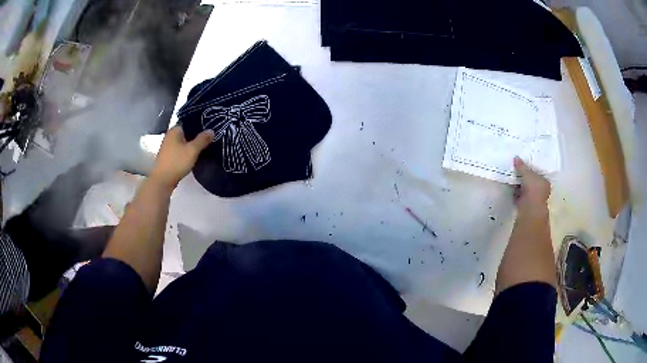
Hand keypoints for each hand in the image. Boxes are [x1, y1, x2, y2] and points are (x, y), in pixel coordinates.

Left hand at [151, 127, 213, 188]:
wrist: (163, 180)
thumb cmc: (177, 162)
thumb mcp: (192, 150)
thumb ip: (202, 139)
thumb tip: (211, 130)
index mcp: (175, 130)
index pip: (189, 122)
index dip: (200, 123)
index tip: (210, 126)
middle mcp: (170, 135)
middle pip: (186, 132)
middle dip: (197, 134)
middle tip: (210, 137)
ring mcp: (168, 146)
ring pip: (183, 141)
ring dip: (192, 143)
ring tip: (204, 145)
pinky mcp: (168, 156)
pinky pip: (180, 149)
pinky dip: (187, 150)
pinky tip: (194, 154)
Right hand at [513, 156, 550, 211]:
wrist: (529, 207)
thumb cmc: (533, 188)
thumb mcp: (527, 173)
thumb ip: (521, 166)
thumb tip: (516, 157)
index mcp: (545, 181)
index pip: (538, 173)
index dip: (531, 169)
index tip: (524, 164)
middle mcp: (541, 190)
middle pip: (531, 180)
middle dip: (524, 176)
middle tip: (516, 169)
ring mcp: (533, 198)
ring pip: (525, 188)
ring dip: (519, 184)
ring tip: (512, 176)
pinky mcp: (525, 204)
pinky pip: (520, 194)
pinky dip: (515, 191)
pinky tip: (511, 186)